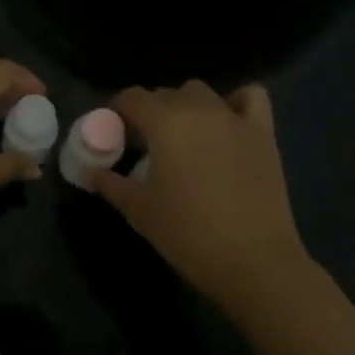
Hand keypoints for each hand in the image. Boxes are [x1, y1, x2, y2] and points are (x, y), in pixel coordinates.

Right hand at [92, 80, 310, 310]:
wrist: (254, 262)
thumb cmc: (188, 235)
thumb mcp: (139, 211)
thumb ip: (111, 184)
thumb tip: (91, 171)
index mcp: (165, 123)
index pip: (132, 97)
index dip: (119, 110)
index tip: (116, 130)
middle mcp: (198, 109)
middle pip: (166, 94)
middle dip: (151, 112)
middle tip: (148, 143)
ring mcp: (234, 117)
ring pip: (201, 92)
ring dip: (187, 105)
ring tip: (185, 134)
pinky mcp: (263, 132)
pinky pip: (250, 97)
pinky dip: (236, 100)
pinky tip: (228, 120)